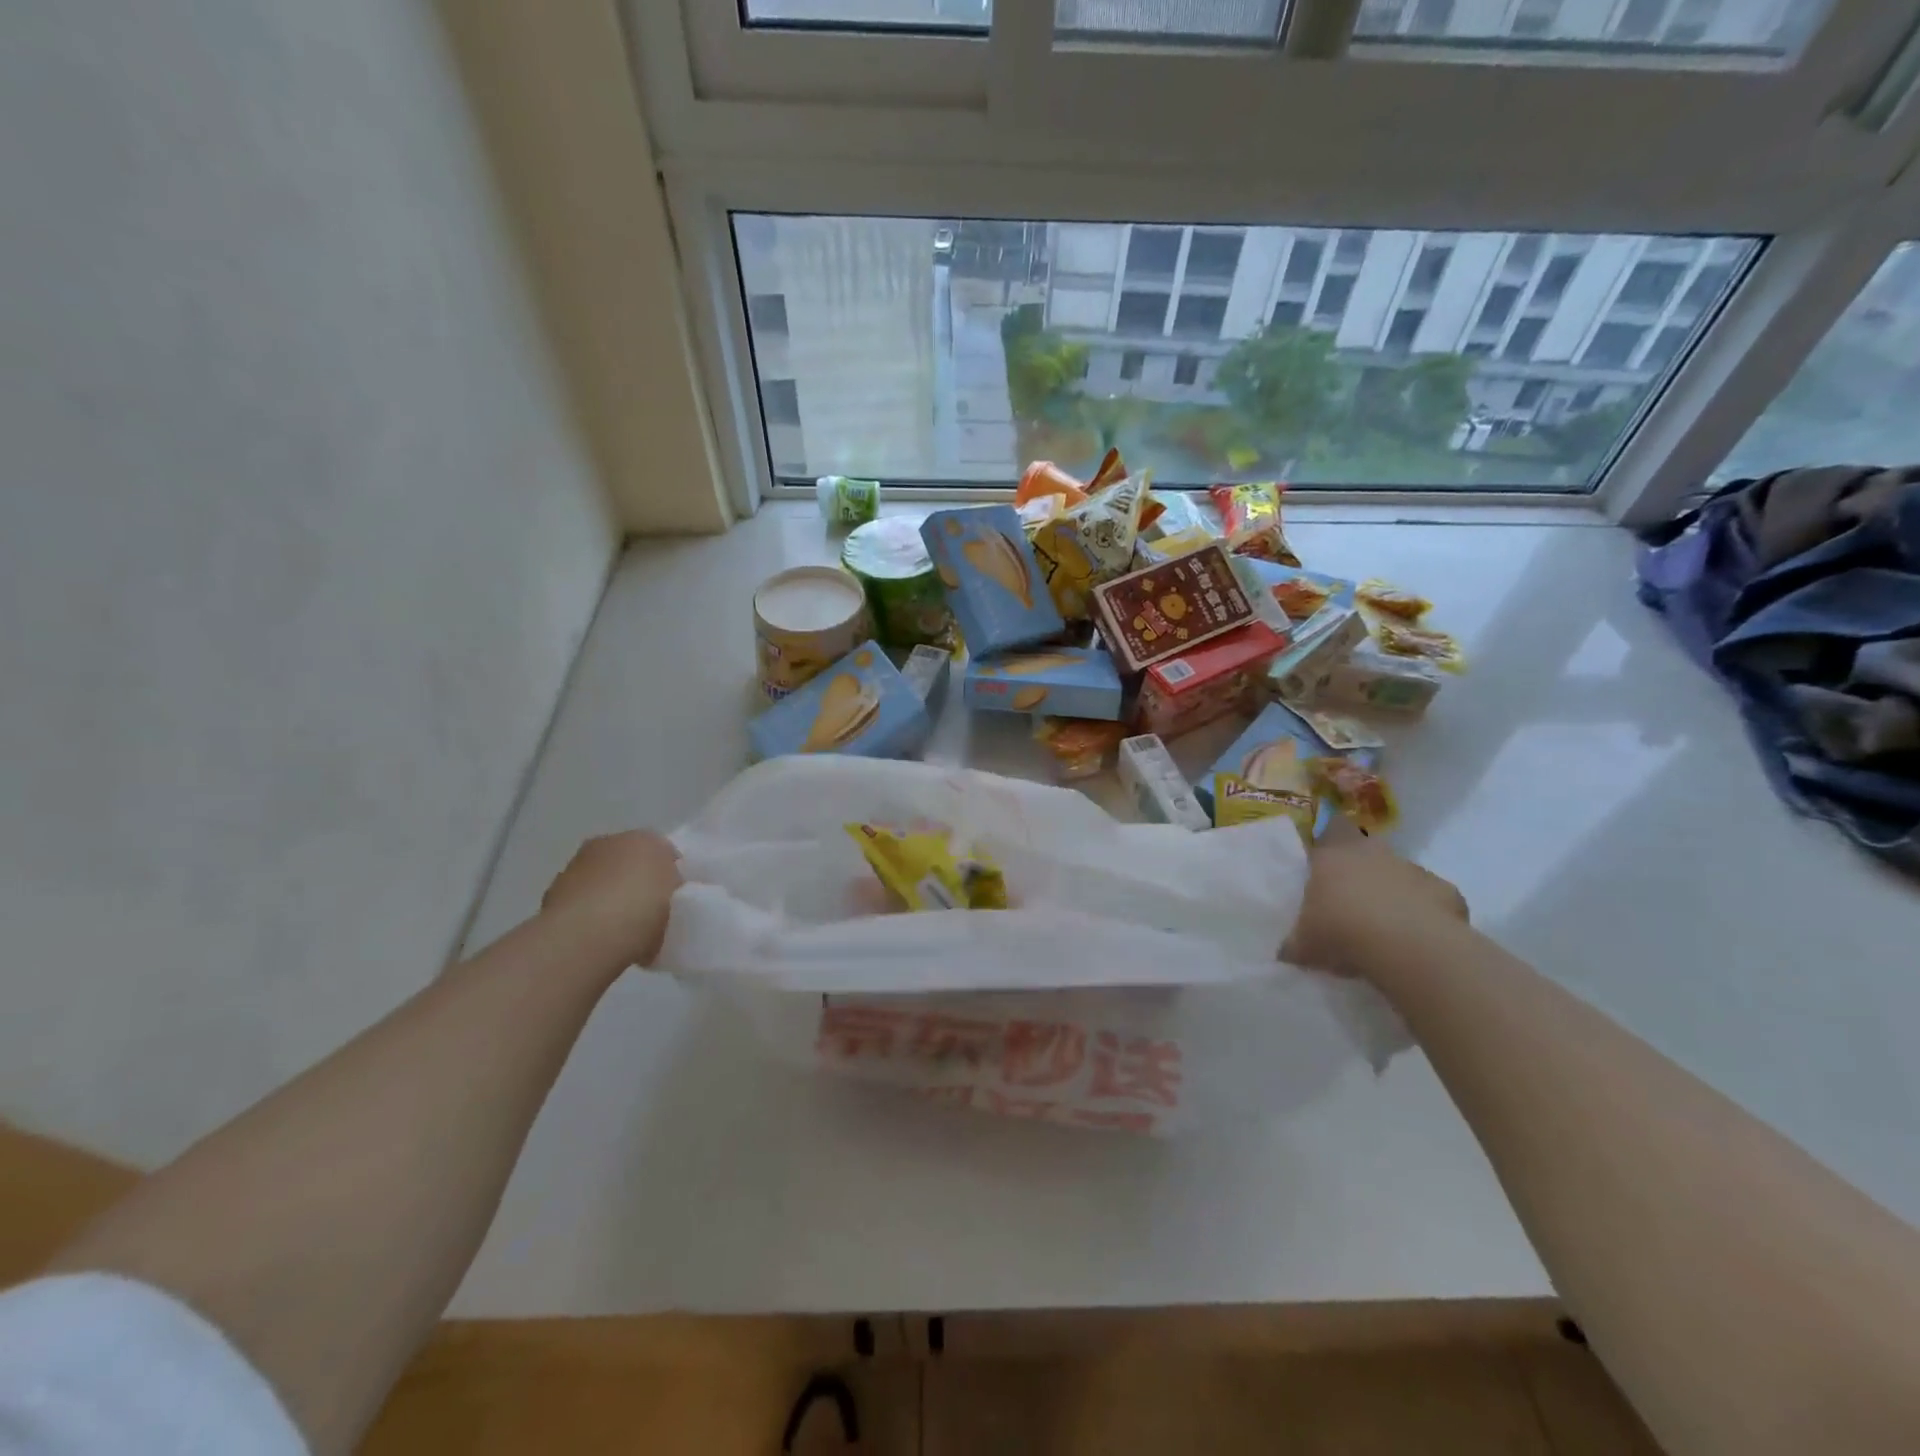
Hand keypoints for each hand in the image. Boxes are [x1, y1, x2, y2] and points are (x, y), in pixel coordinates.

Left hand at [542, 830, 681, 967]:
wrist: (587, 936)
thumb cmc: (643, 910)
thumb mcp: (678, 899)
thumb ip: (671, 888)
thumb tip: (661, 892)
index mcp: (645, 837)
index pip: (661, 850)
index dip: (668, 872)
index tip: (672, 896)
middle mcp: (608, 842)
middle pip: (627, 860)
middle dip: (634, 879)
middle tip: (648, 910)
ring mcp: (576, 867)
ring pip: (600, 880)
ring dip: (608, 896)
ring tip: (621, 929)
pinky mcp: (552, 895)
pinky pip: (581, 903)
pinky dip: (588, 914)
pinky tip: (598, 938)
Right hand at [1283, 825, 1467, 982]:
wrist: (1408, 947)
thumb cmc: (1341, 931)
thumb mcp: (1305, 944)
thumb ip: (1295, 943)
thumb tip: (1285, 952)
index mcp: (1333, 855)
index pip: (1330, 828)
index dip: (1329, 839)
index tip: (1325, 859)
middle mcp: (1373, 853)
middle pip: (1366, 849)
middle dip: (1360, 869)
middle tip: (1350, 898)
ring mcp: (1413, 869)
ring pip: (1399, 874)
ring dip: (1392, 892)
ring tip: (1384, 926)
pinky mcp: (1446, 891)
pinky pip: (1431, 899)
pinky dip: (1425, 913)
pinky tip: (1417, 938)